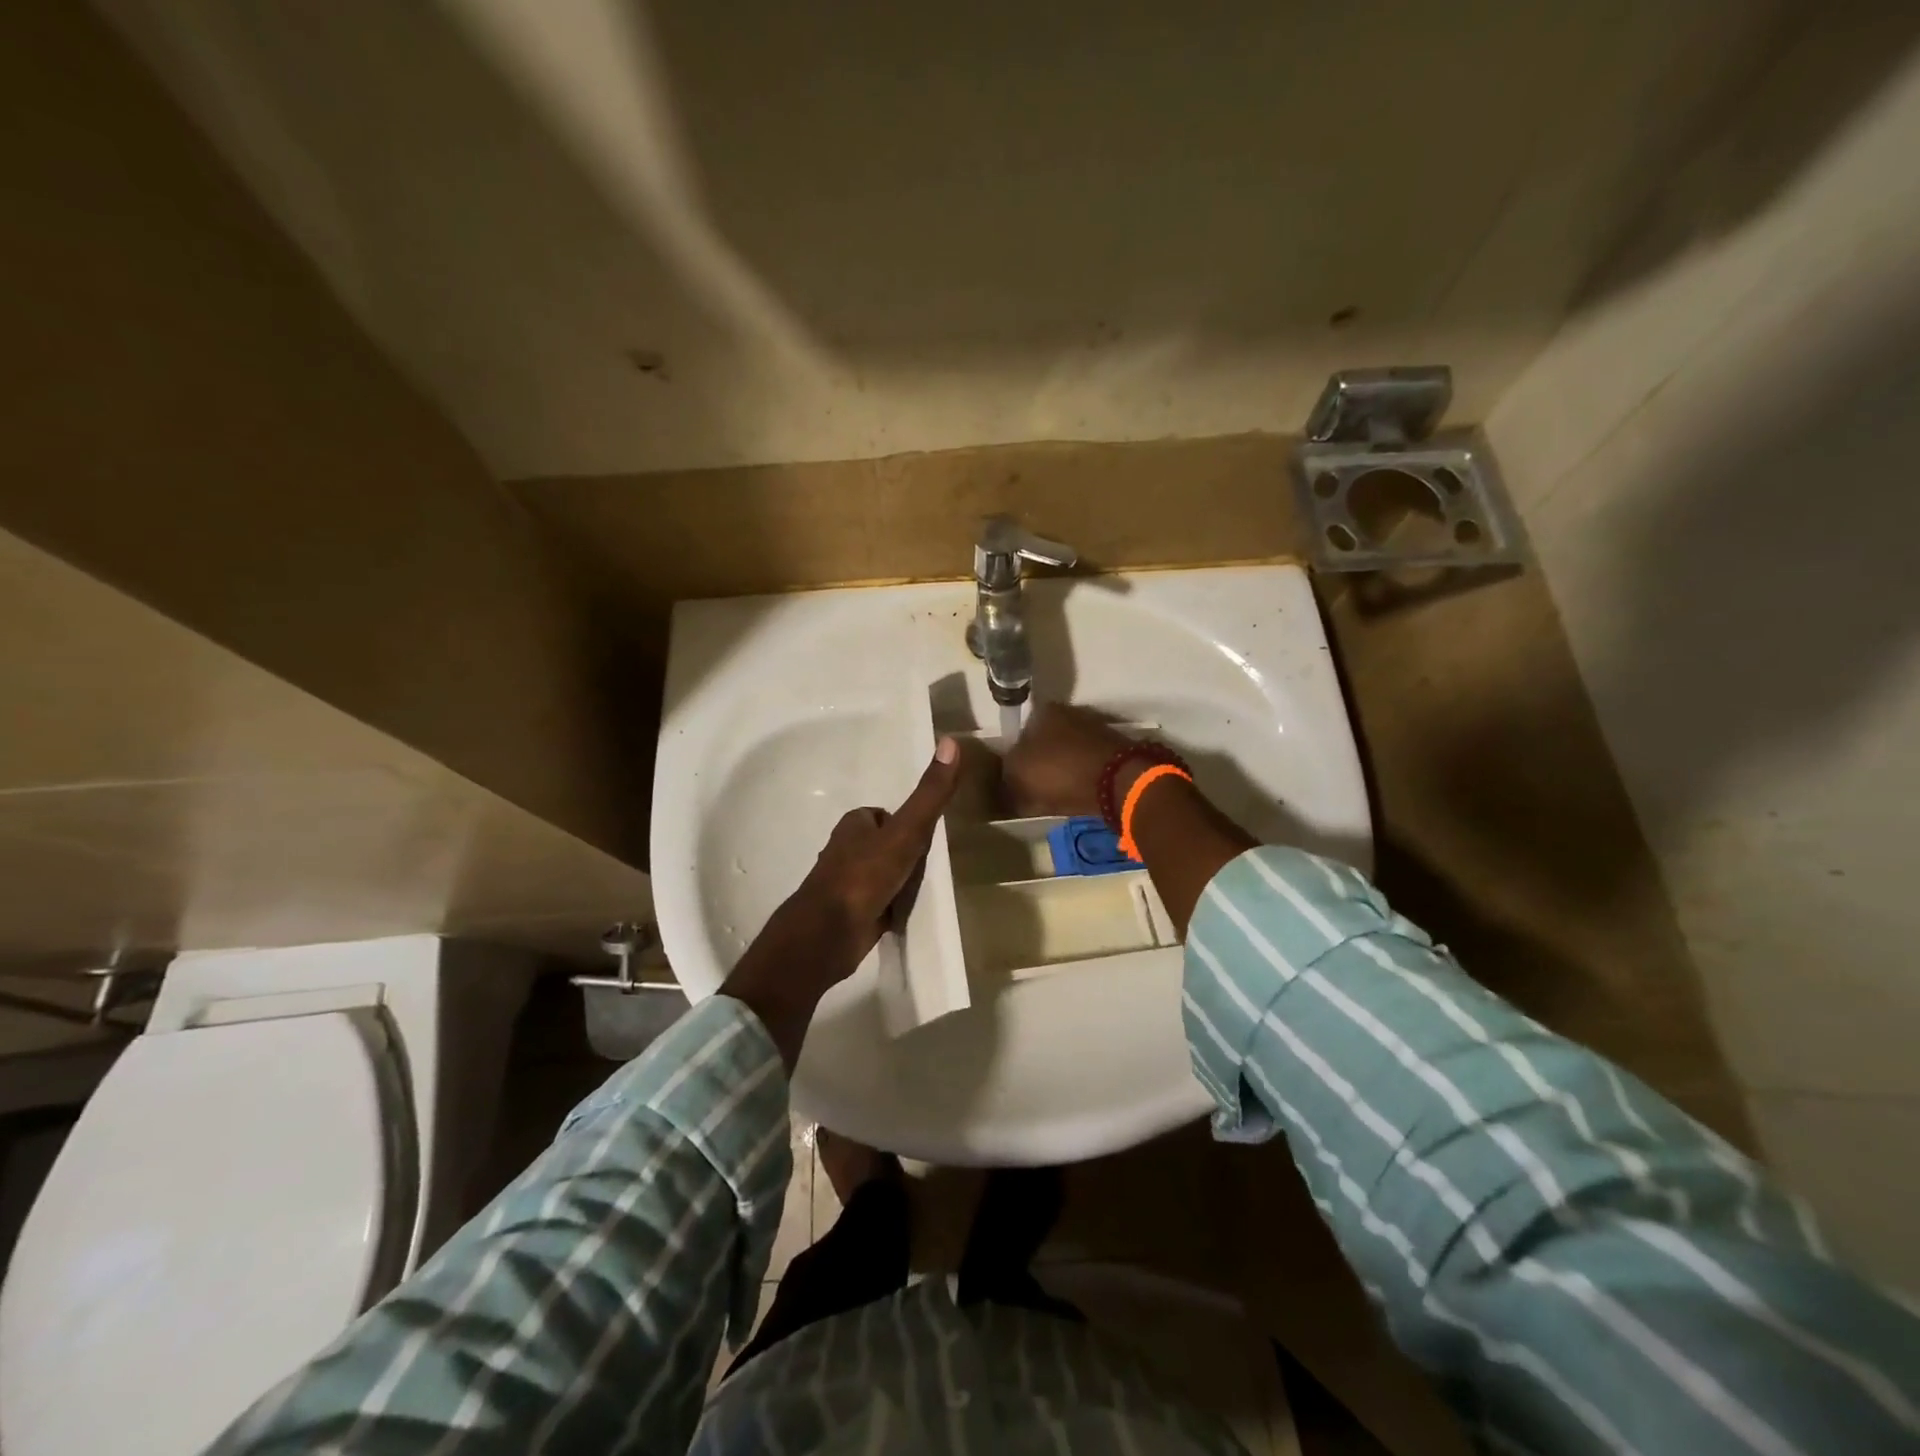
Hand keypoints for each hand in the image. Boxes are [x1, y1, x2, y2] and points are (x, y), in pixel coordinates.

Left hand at [721, 737, 962, 1065]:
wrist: (827, 935)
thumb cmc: (864, 876)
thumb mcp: (906, 832)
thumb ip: (929, 794)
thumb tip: (950, 742)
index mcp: (854, 825)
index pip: (885, 814)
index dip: (906, 822)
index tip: (927, 834)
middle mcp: (846, 851)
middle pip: (885, 844)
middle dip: (904, 852)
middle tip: (930, 863)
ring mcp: (847, 884)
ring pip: (882, 874)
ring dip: (899, 880)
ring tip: (923, 887)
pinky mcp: (851, 914)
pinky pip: (880, 902)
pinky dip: (892, 906)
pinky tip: (907, 912)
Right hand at [1000, 702, 1131, 816]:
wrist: (1116, 782)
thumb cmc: (1059, 771)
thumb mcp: (1018, 776)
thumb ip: (1005, 778)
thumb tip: (1004, 786)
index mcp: (1043, 712)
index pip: (1019, 733)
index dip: (1013, 758)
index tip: (1012, 780)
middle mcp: (1069, 714)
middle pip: (1044, 743)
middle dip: (1037, 764)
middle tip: (1029, 790)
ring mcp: (1094, 731)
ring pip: (1065, 755)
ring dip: (1058, 772)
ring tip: (1051, 798)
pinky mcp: (1112, 752)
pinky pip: (1084, 767)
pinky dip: (1077, 779)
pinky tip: (1072, 797)